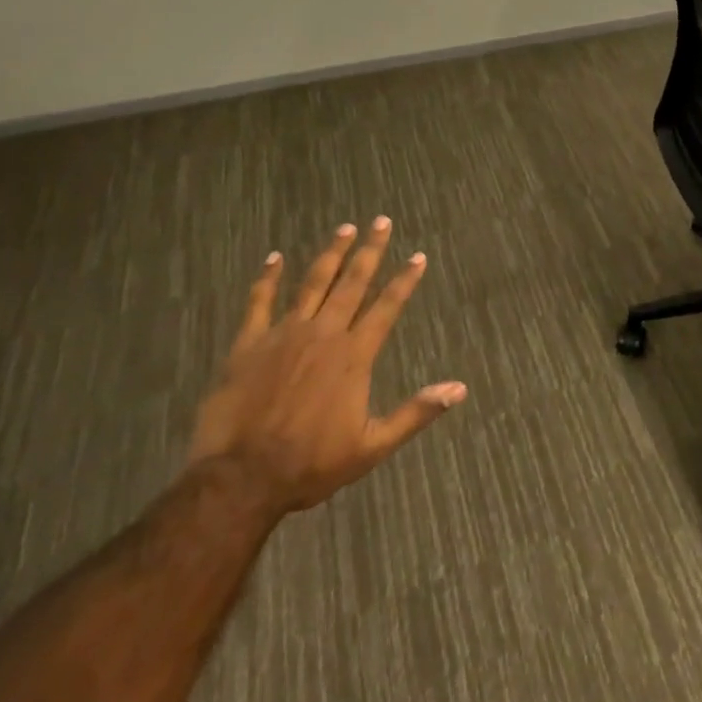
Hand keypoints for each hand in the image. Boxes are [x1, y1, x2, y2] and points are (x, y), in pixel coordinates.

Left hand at [189, 217, 465, 516]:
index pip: (387, 306)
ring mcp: (284, 335)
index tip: (418, 256)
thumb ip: (416, 413)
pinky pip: (259, 302)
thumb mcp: (373, 446)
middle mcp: (324, 334)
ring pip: (313, 283)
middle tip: (381, 221)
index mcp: (354, 355)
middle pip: (352, 283)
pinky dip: (267, 278)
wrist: (240, 479)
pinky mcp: (248, 345)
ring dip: (331, 254)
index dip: (405, 280)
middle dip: (370, 250)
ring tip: (345, 228)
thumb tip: (460, 388)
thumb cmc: (311, 464)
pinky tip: (275, 258)